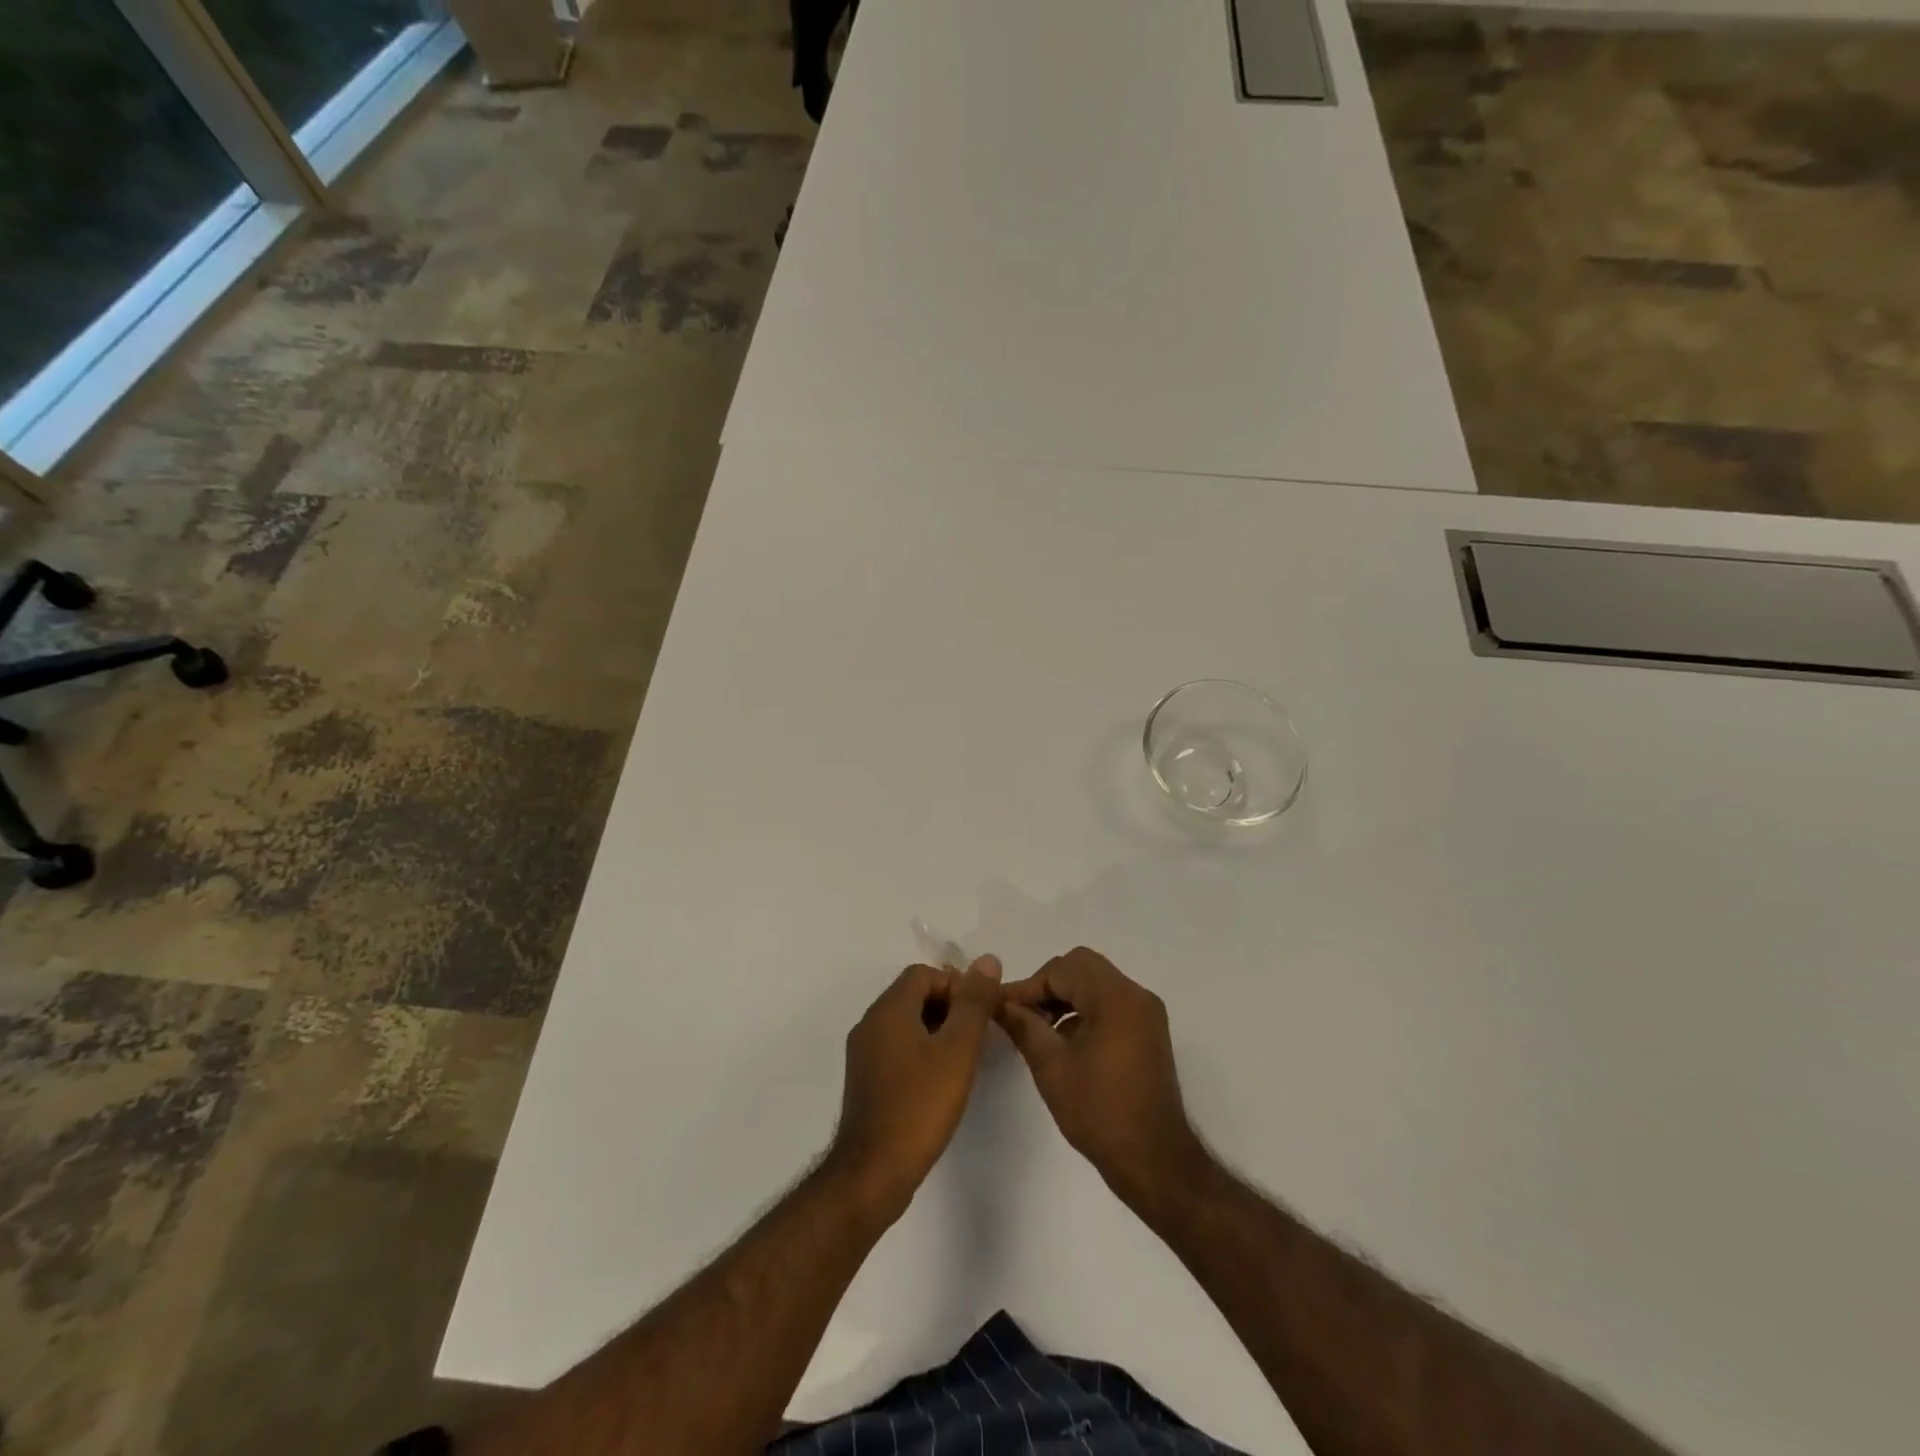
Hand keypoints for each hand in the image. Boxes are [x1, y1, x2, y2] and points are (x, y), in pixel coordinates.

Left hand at [829, 956, 1001, 1219]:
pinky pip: (897, 1047)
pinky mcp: (866, 1080)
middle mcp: (870, 1024)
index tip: (981, 1013)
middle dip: (949, 1006)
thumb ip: (974, 1003)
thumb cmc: (920, 1106)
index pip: (924, 973)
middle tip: (978, 1035)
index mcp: (888, 1010)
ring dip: (937, 1029)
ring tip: (965, 1058)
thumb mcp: (958, 1050)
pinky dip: (922, 1050)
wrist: (873, 1172)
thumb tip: (987, 960)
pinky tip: (941, 1080)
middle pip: (913, 995)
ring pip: (906, 1022)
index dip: (957, 985)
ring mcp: (864, 1053)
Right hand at [997, 947, 1207, 1209]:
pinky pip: (1110, 1004)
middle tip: (1022, 1015)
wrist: (1155, 1162)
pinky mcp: (1148, 1032)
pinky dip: (1084, 1011)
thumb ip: (1023, 1026)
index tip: (1001, 1008)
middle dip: (1047, 986)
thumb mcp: (1052, 1067)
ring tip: (1038, 1030)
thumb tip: (999, 1002)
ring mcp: (1146, 1014)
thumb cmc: (1100, 1112)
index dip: (1028, 985)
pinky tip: (1064, 1043)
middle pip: (1082, 968)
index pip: (1062, 969)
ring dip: (1065, 998)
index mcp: (1116, 998)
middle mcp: (1136, 996)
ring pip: (1096, 984)